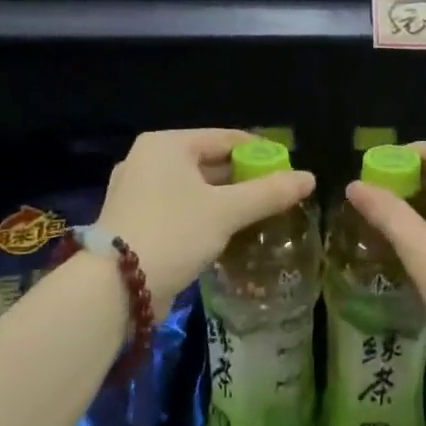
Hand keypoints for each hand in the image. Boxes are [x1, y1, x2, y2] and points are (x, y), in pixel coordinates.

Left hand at [99, 129, 314, 309]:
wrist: (115, 287)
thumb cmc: (174, 233)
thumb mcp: (227, 212)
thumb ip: (269, 193)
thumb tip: (310, 178)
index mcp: (167, 145)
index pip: (226, 138)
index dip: (261, 152)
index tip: (289, 170)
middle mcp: (148, 160)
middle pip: (209, 162)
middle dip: (244, 179)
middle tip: (278, 196)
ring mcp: (137, 191)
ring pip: (194, 188)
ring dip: (226, 200)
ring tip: (260, 215)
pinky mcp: (134, 220)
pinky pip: (179, 208)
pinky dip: (204, 216)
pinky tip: (227, 233)